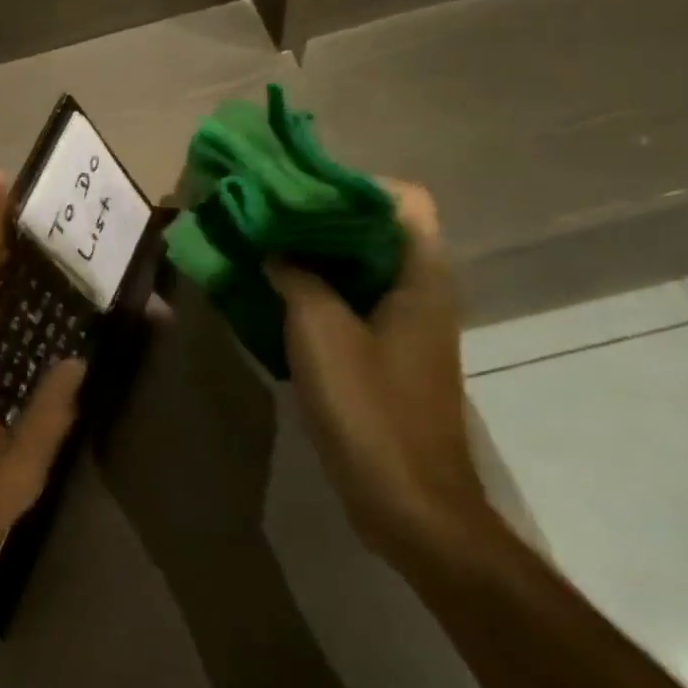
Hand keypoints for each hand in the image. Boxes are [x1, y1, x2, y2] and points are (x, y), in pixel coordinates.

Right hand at [267, 181, 492, 563]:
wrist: (409, 503)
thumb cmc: (369, 408)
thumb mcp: (320, 331)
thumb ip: (296, 276)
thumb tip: (274, 247)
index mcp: (420, 275)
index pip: (403, 199)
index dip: (353, 184)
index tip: (298, 189)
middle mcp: (422, 289)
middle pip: (378, 228)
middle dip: (323, 215)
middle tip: (269, 212)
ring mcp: (407, 323)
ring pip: (362, 264)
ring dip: (317, 252)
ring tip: (265, 245)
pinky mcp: (389, 351)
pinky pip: (354, 299)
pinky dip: (319, 287)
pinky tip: (277, 293)